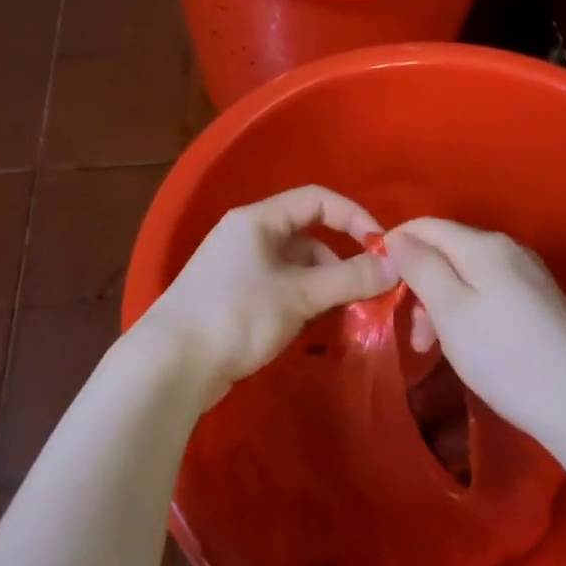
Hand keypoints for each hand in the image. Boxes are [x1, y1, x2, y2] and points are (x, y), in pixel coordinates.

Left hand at [136, 185, 398, 405]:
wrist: (169, 366)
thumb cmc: (235, 316)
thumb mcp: (298, 295)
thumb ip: (349, 279)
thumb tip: (396, 266)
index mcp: (257, 220)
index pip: (316, 200)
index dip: (353, 217)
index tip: (382, 248)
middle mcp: (247, 236)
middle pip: (307, 235)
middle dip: (339, 260)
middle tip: (366, 290)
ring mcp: (237, 269)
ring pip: (294, 266)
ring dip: (323, 284)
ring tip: (342, 313)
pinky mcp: (233, 299)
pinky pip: (279, 288)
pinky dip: (302, 300)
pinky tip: (312, 325)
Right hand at [382, 218, 565, 448]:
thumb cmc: (504, 355)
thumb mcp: (450, 310)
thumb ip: (421, 267)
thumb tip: (399, 238)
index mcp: (484, 245)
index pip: (426, 225)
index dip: (395, 244)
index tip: (374, 280)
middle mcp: (509, 249)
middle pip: (447, 251)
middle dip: (419, 283)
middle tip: (411, 333)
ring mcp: (529, 275)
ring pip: (466, 275)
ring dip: (440, 304)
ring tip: (433, 349)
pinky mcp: (541, 302)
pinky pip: (488, 292)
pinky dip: (466, 312)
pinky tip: (467, 346)